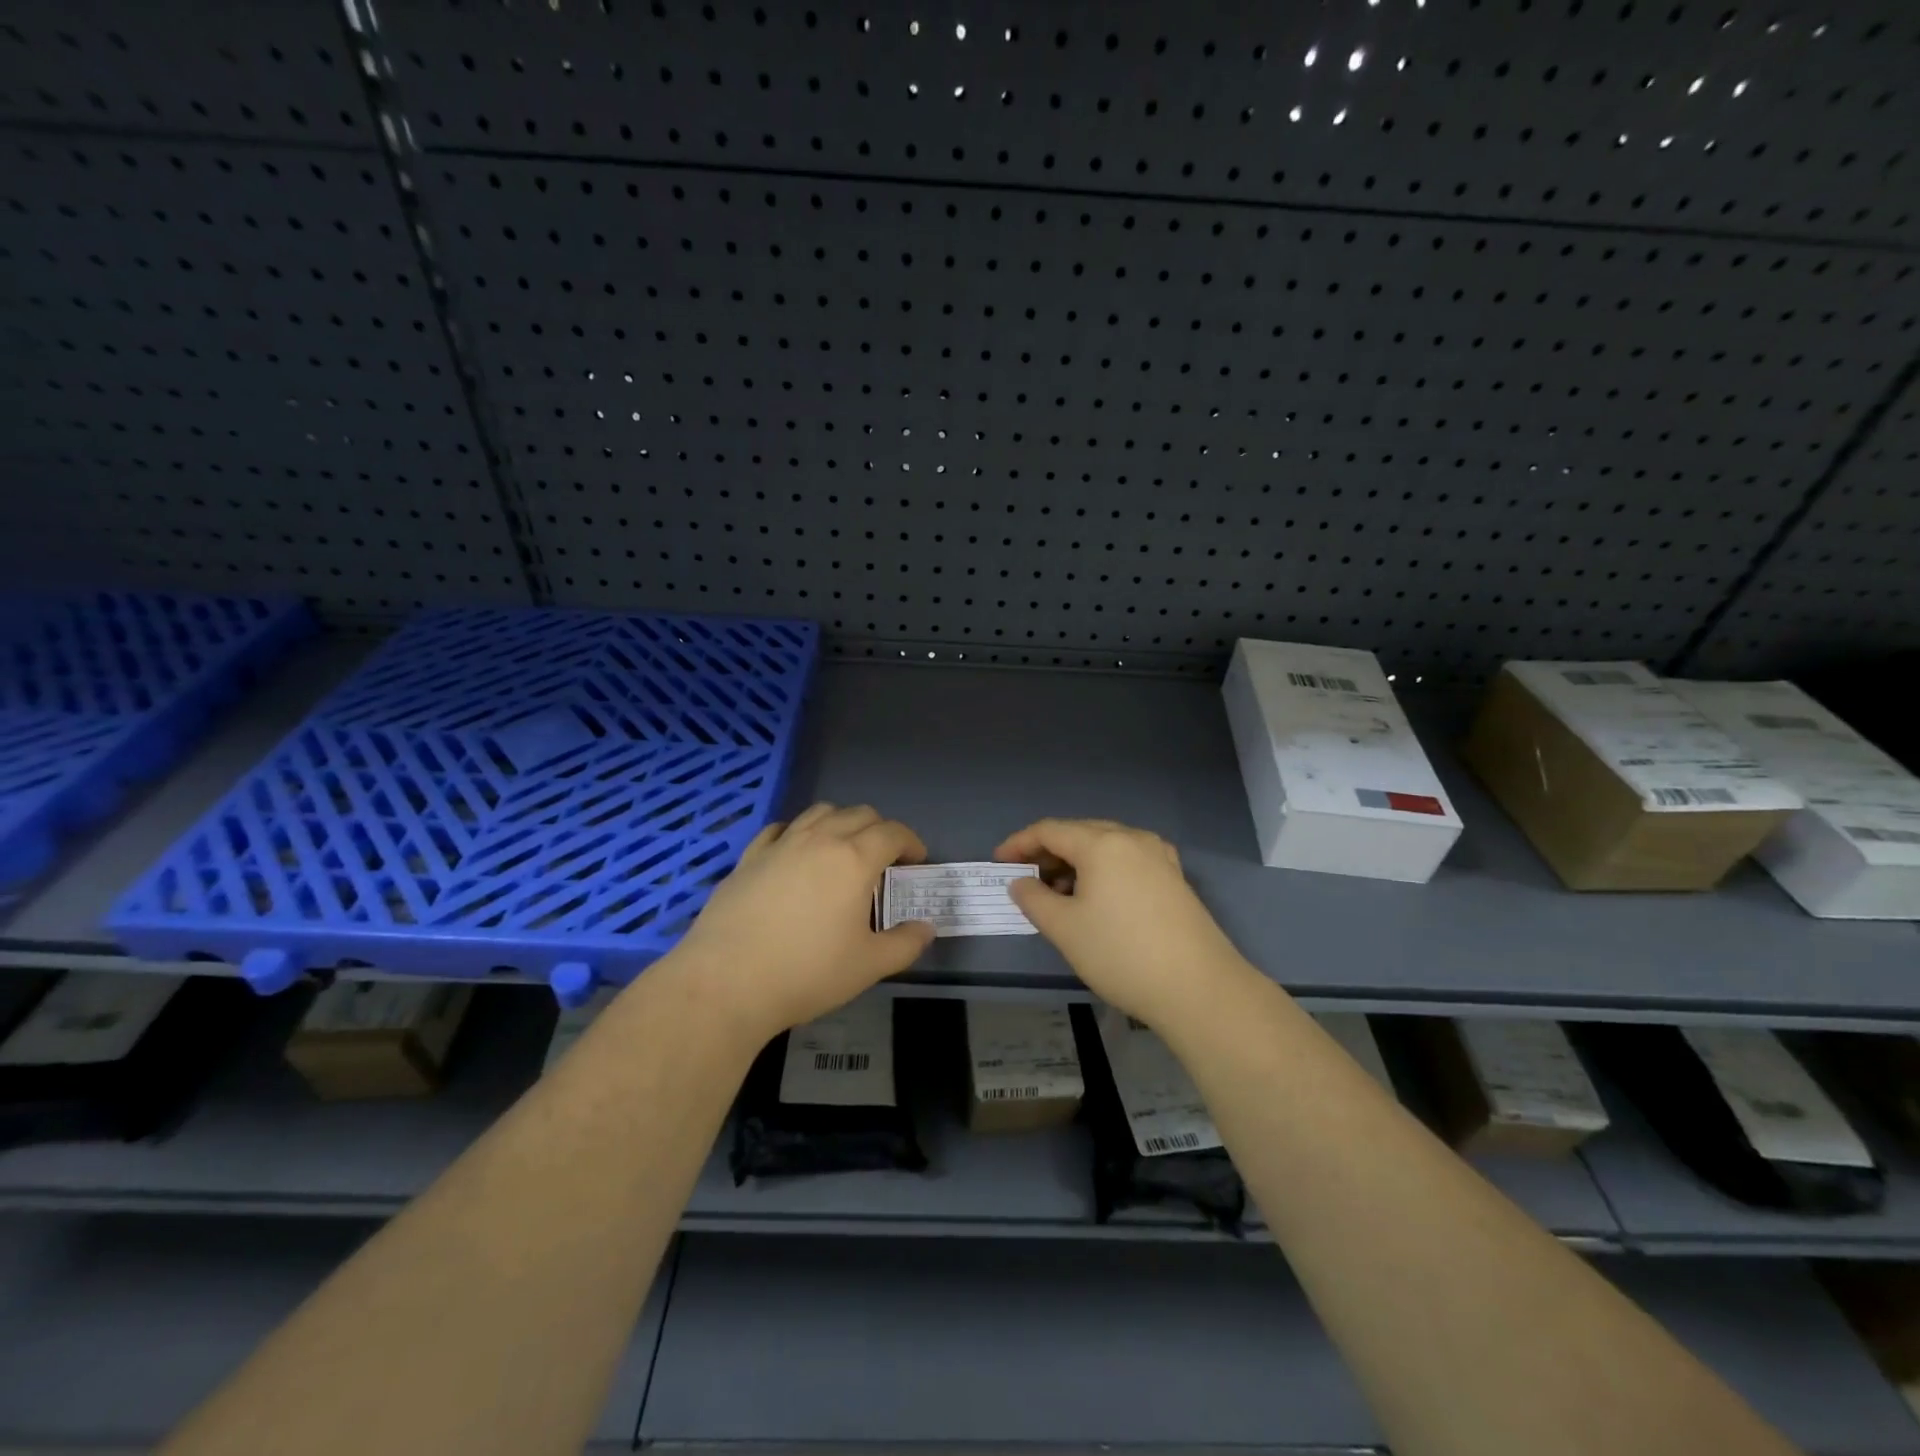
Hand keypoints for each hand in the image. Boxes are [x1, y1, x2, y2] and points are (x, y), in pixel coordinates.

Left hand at [670, 803, 935, 1037]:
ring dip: (841, 822)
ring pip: (819, 812)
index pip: (893, 832)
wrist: (727, 982)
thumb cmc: (806, 973)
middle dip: (880, 829)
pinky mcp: (749, 857)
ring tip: (843, 850)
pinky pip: (780, 829)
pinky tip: (796, 854)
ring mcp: (780, 845)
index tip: (916, 861)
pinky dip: (798, 833)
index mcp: (854, 859)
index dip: (911, 842)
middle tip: (885, 859)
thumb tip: (926, 929)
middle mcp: (819, 840)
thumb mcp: (868, 966)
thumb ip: (904, 944)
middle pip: (859, 814)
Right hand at [995, 818, 1246, 1025]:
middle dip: (1048, 852)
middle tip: (1026, 878)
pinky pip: (1127, 861)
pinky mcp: (1174, 878)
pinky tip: (1096, 898)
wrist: (1199, 988)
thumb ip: (1034, 899)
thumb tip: (1021, 882)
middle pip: (1079, 832)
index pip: (1049, 830)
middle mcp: (1132, 838)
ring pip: (1105, 847)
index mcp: (1102, 843)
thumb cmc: (1121, 954)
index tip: (999, 861)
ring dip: (1076, 862)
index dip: (1019, 843)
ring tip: (1057, 893)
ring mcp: (1159, 856)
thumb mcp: (1065, 929)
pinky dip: (1103, 871)